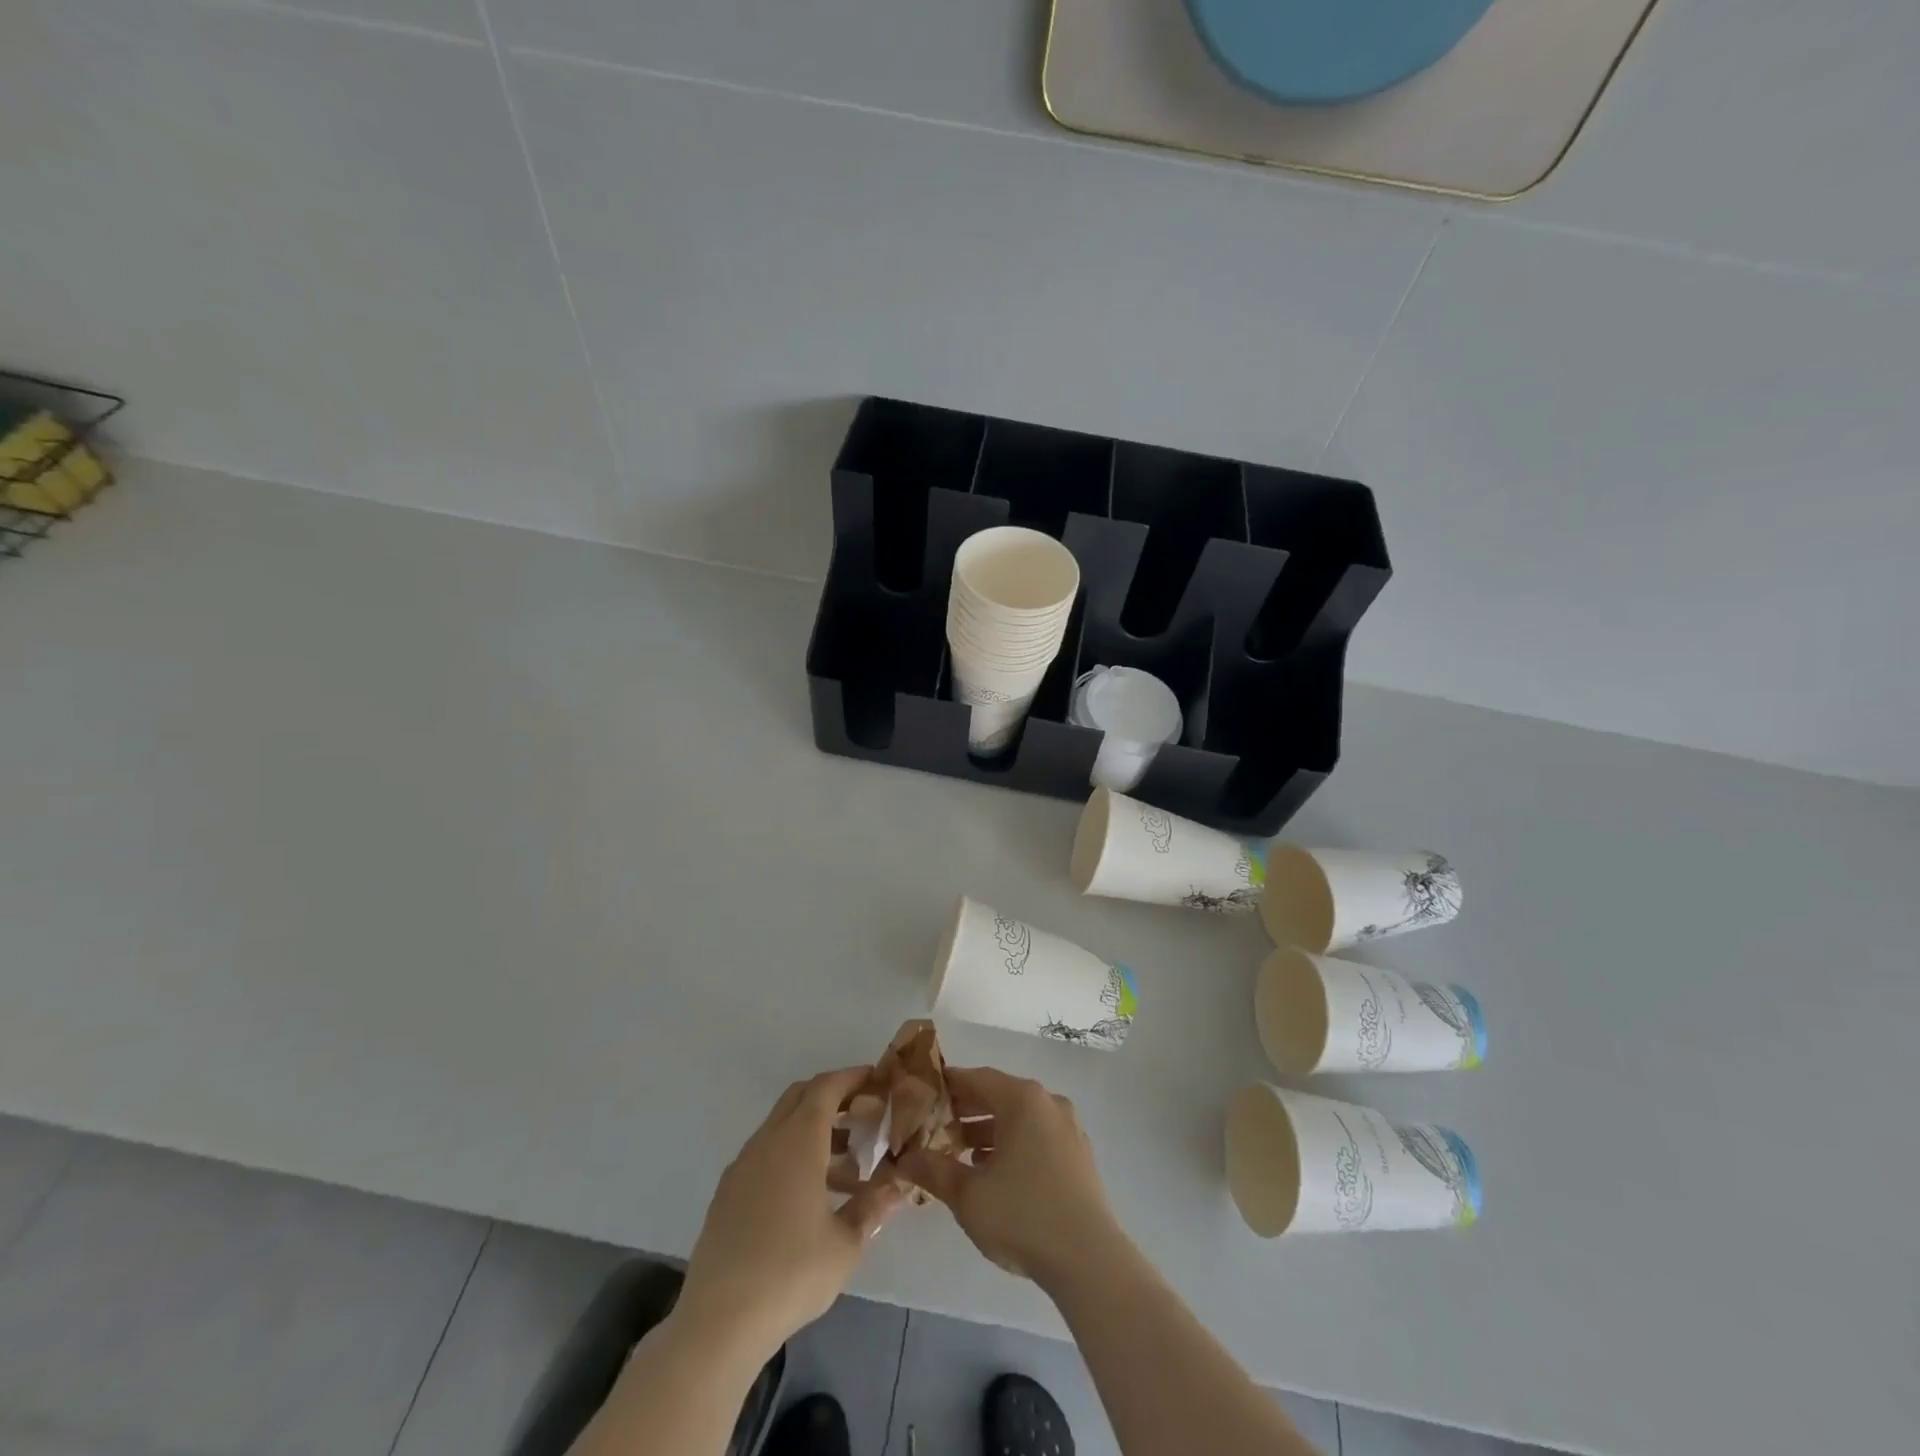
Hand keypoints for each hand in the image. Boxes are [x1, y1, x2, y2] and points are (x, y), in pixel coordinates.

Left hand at [676, 1068, 904, 1363]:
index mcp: (798, 1141)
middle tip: (864, 1114)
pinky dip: (791, 1155)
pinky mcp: (727, 1193)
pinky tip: (810, 1196)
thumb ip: (872, 1208)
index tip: (876, 1080)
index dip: (852, 1078)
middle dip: (833, 1097)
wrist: (718, 1322)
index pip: (826, 1088)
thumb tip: (898, 1186)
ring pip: (782, 1126)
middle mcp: (768, 1141)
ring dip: (814, 1131)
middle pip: (800, 1098)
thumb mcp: (845, 1245)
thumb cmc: (791, 1273)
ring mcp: (742, 1166)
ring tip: (847, 1166)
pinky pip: (766, 1154)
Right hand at [898, 1066, 1128, 1290]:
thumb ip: (933, 1170)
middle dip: (966, 1110)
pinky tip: (994, 1172)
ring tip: (959, 1153)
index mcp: (1022, 1099)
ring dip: (988, 1131)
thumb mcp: (968, 1195)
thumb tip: (904, 1159)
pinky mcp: (1078, 1153)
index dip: (947, 1086)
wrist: (1088, 1259)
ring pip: (1019, 1117)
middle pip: (999, 1095)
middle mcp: (1047, 1102)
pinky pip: (1037, 1135)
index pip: (976, 1078)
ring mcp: (1067, 1127)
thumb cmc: (1022, 1216)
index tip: (923, 1097)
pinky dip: (1012, 1144)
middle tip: (935, 1127)